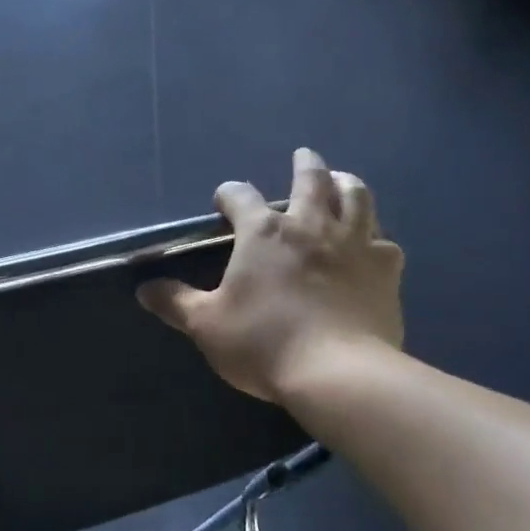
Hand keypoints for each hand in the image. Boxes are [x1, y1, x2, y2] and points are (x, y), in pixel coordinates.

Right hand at [138, 149, 403, 402]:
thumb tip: (144, 289)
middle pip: (311, 179)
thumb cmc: (264, 343)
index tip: (223, 202)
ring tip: (342, 182)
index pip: (240, 196)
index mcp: (264, 233)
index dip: (229, 195)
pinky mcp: (385, 270)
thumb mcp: (207, 326)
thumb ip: (175, 303)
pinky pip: (385, 243)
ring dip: (347, 184)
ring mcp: (353, 244)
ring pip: (357, 197)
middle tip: (303, 156)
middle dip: (305, 164)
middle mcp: (310, 225)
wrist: (338, 374)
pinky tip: (373, 247)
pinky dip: (376, 239)